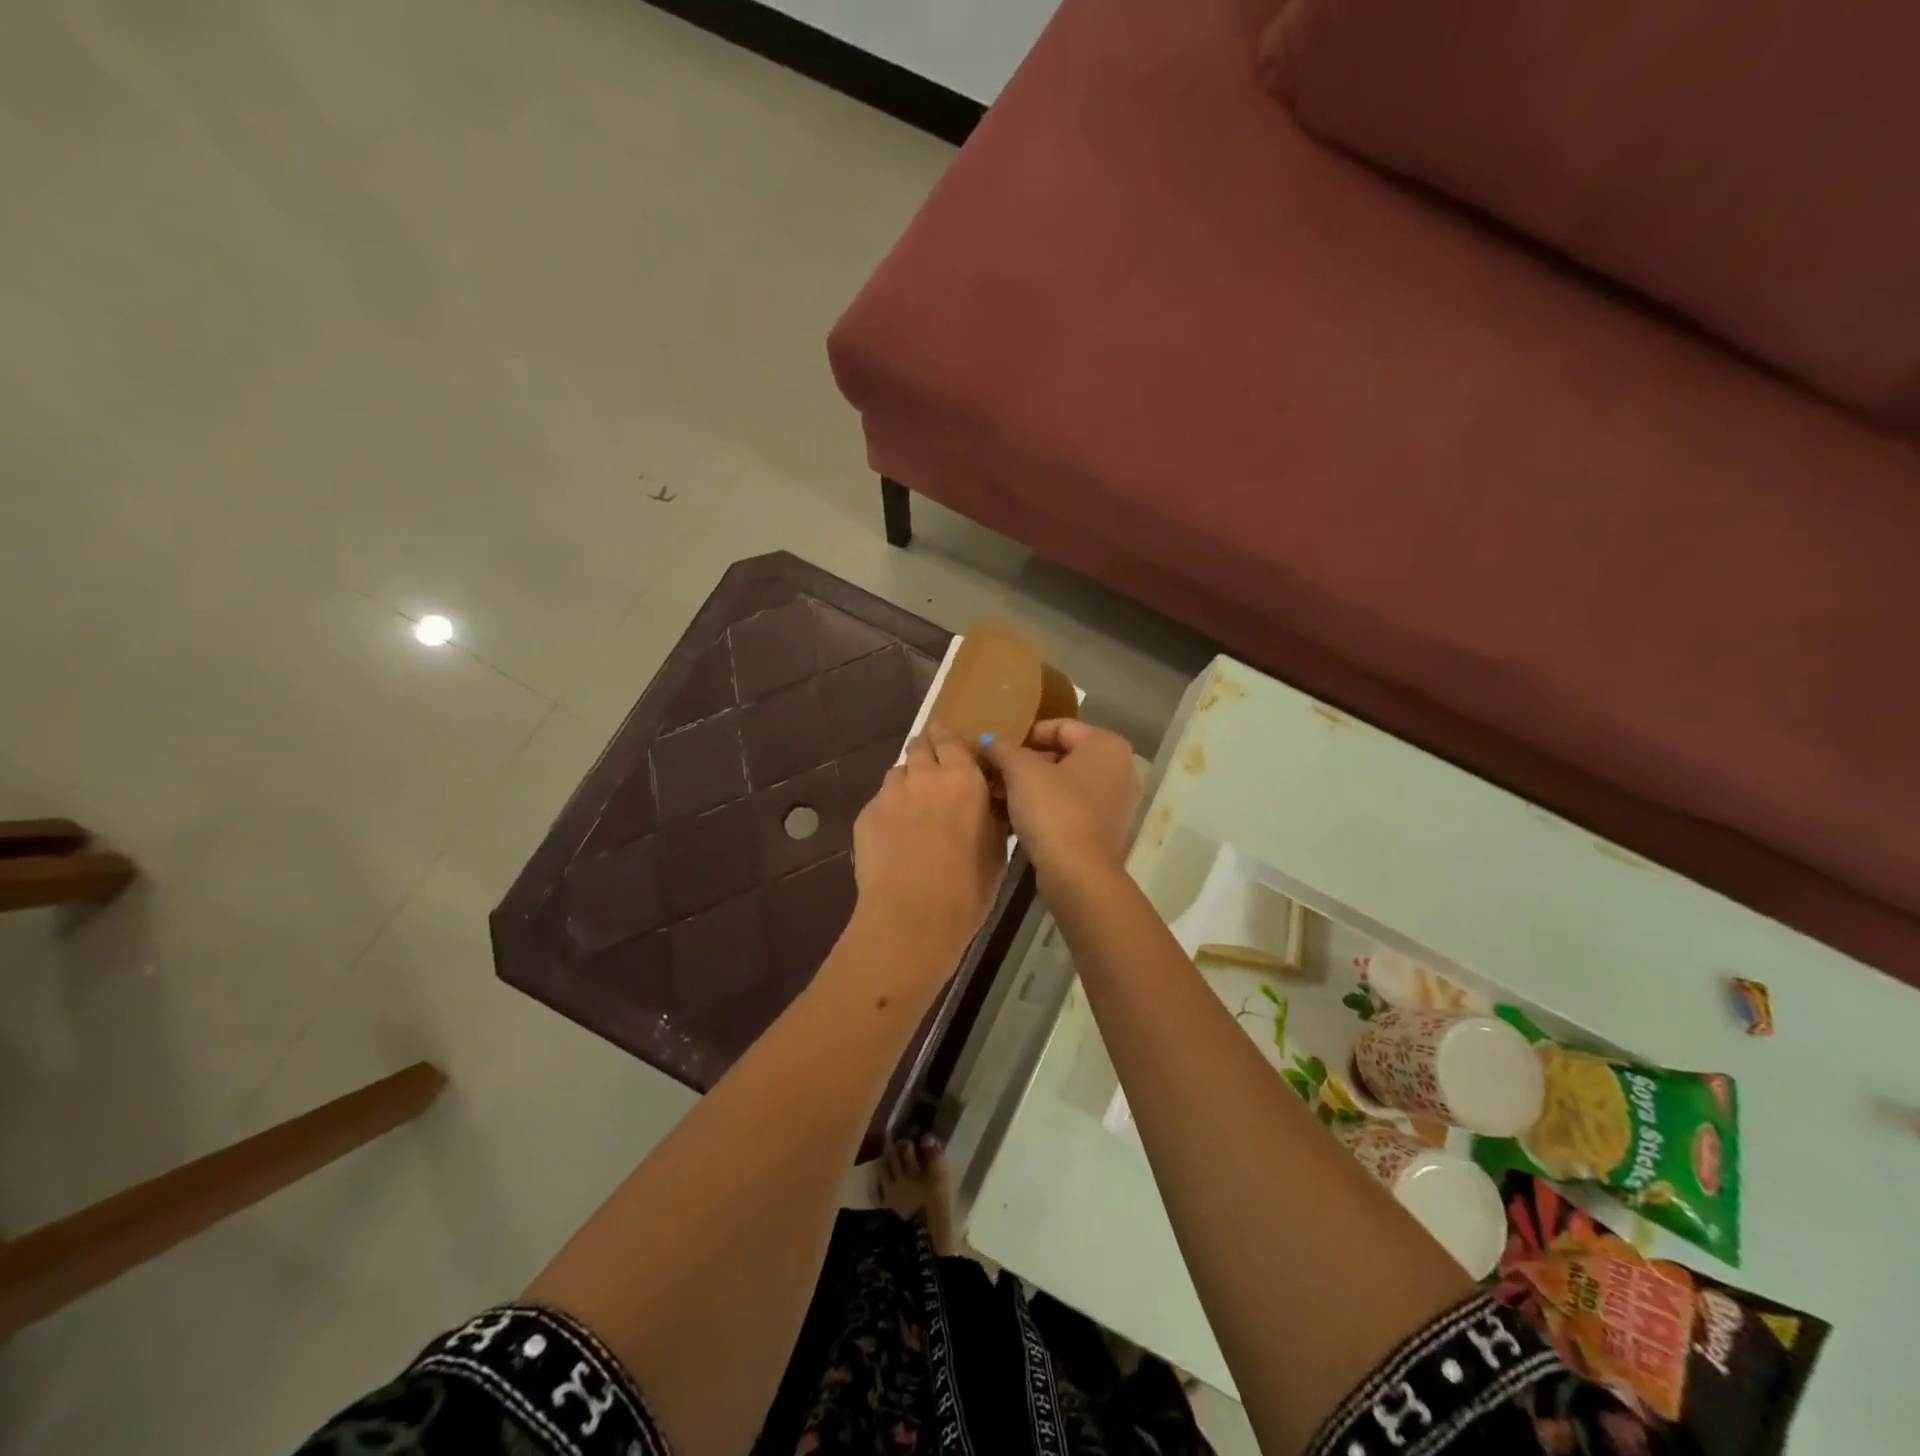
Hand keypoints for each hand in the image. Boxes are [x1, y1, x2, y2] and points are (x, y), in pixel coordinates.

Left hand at [850, 723, 1004, 976]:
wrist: (911, 916)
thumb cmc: (966, 889)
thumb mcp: (996, 850)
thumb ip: (991, 817)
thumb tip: (989, 804)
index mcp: (963, 779)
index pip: (952, 741)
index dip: (948, 739)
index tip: (950, 745)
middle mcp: (925, 776)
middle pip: (920, 746)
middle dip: (926, 751)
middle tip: (932, 770)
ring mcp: (890, 794)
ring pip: (897, 772)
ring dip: (907, 780)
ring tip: (912, 805)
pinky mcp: (865, 815)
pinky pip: (880, 800)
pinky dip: (888, 809)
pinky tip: (893, 835)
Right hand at [982, 720, 1140, 884]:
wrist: (1078, 873)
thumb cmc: (1053, 809)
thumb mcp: (1020, 771)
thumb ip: (1003, 749)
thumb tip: (988, 741)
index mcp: (1107, 745)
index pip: (1059, 726)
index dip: (1025, 736)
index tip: (999, 752)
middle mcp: (1120, 768)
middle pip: (1063, 755)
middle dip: (1026, 764)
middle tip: (995, 775)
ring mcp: (1117, 802)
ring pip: (1066, 783)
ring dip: (1032, 788)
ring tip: (1000, 797)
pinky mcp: (1107, 830)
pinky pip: (1072, 807)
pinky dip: (1047, 808)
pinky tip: (1017, 819)